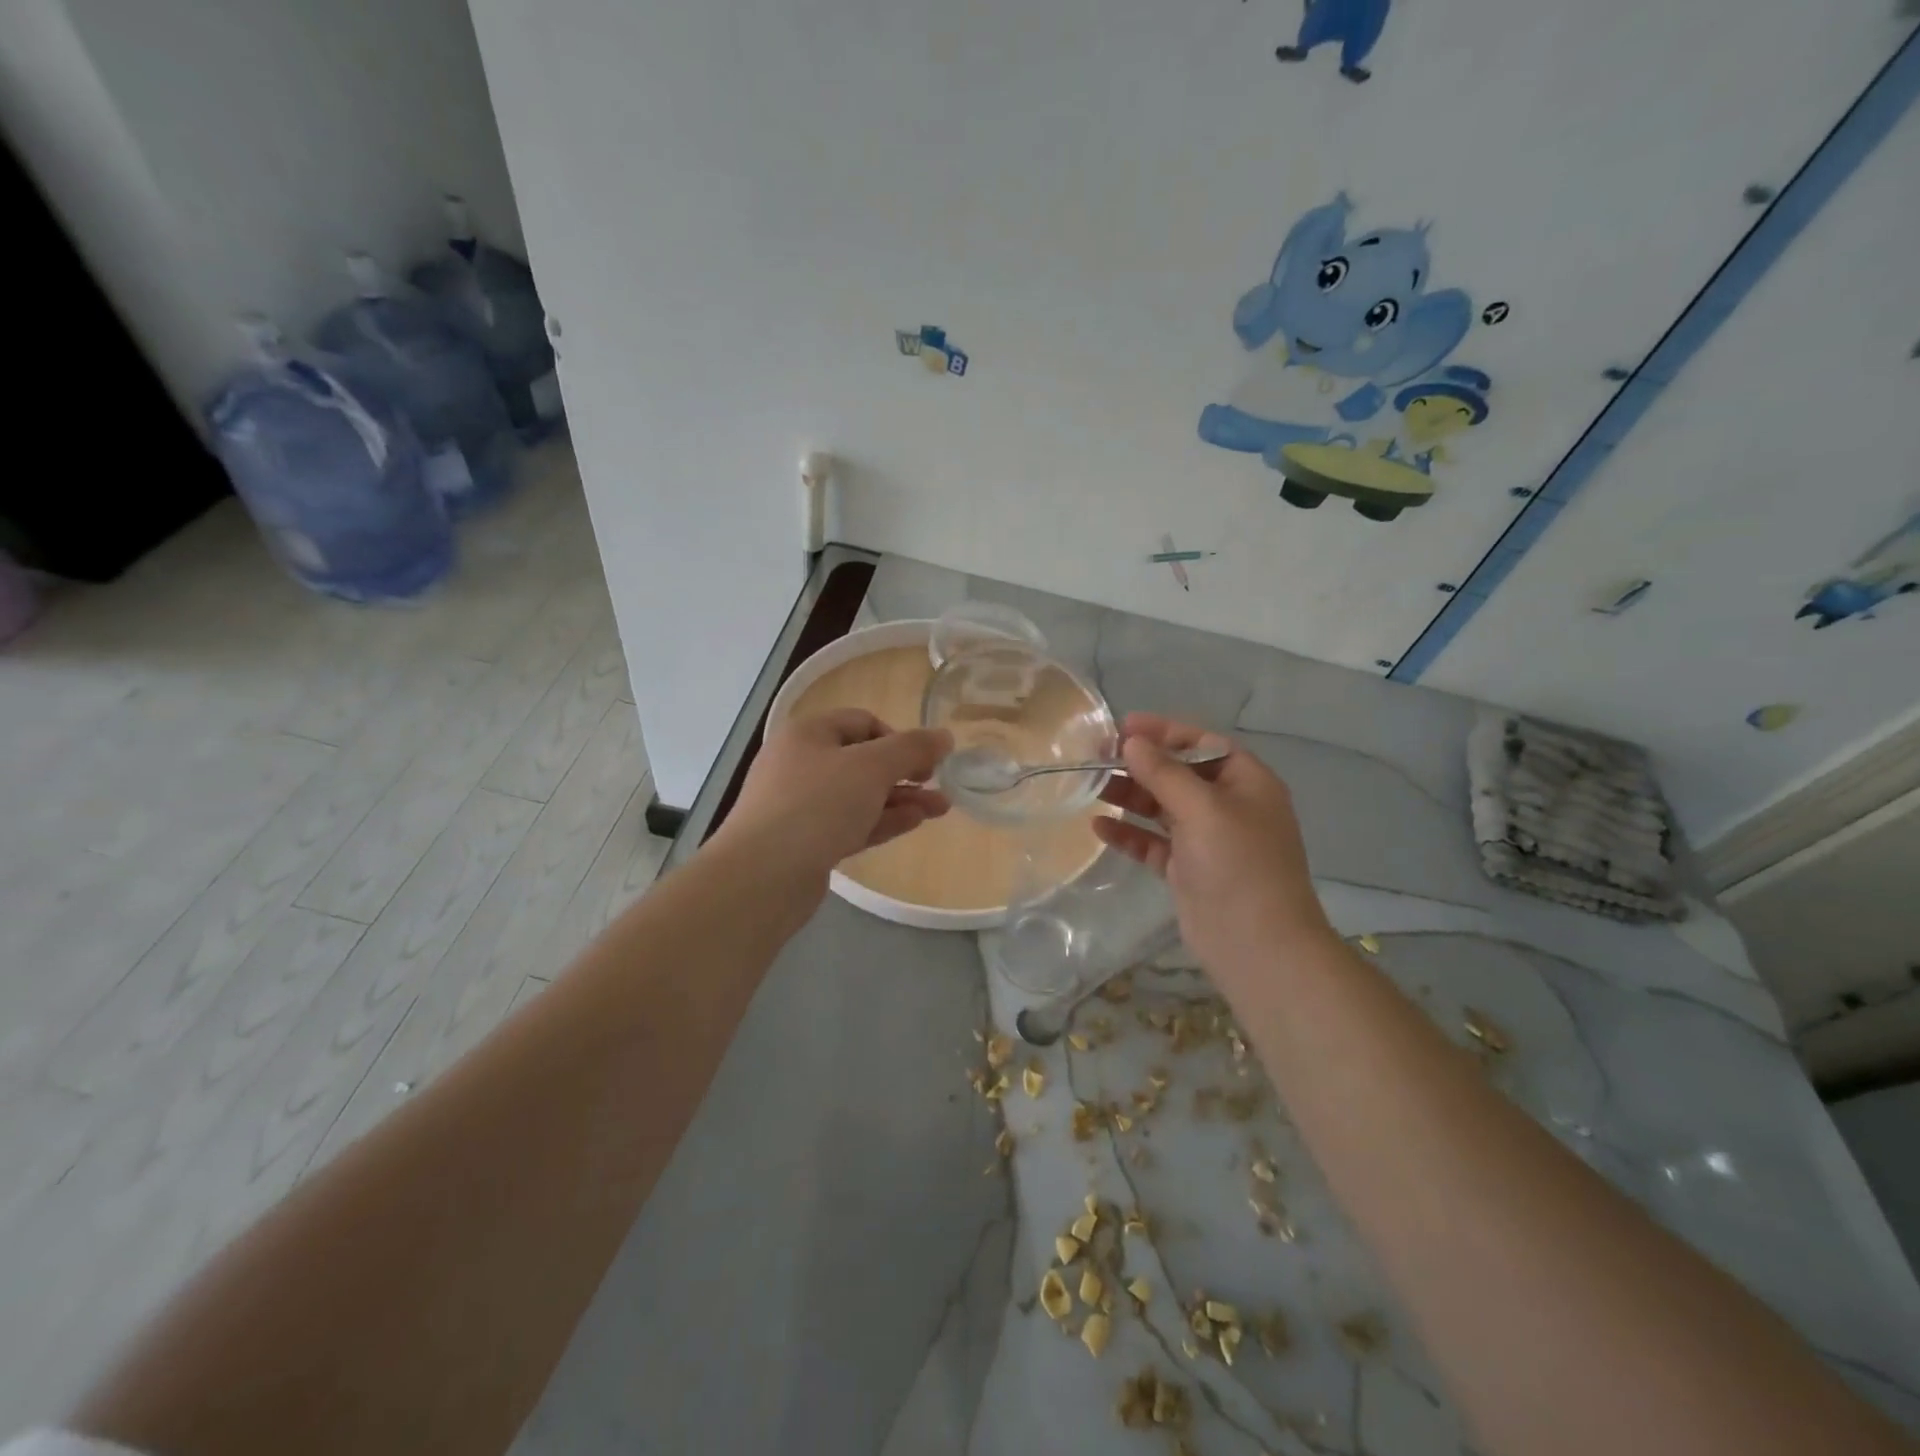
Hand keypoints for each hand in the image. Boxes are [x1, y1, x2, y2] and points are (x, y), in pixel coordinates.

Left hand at [716, 709, 951, 891]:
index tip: (925, 760)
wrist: (762, 876)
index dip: (898, 736)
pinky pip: (851, 823)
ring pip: (860, 795)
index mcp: (808, 734)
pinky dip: (882, 821)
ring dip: (901, 799)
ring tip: (941, 809)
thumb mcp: (871, 767)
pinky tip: (914, 823)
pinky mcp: (806, 842)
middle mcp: (801, 764)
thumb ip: (911, 749)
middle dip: (905, 772)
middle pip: (862, 760)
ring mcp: (801, 806)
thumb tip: (944, 736)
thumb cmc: (817, 805)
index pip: (862, 722)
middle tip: (939, 785)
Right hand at [1093, 713, 1331, 980]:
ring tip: (1092, 788)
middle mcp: (1228, 806)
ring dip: (1130, 797)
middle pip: (1179, 774)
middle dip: (1141, 764)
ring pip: (1162, 807)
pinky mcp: (1187, 870)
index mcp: (1247, 783)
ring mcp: (1207, 840)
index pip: (1202, 744)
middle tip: (1097, 757)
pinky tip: (1099, 827)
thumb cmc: (1238, 865)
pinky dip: (1129, 834)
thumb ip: (1164, 772)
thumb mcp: (1203, 808)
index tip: (1123, 727)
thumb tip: (1132, 742)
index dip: (1164, 732)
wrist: (1257, 945)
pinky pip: (1153, 843)